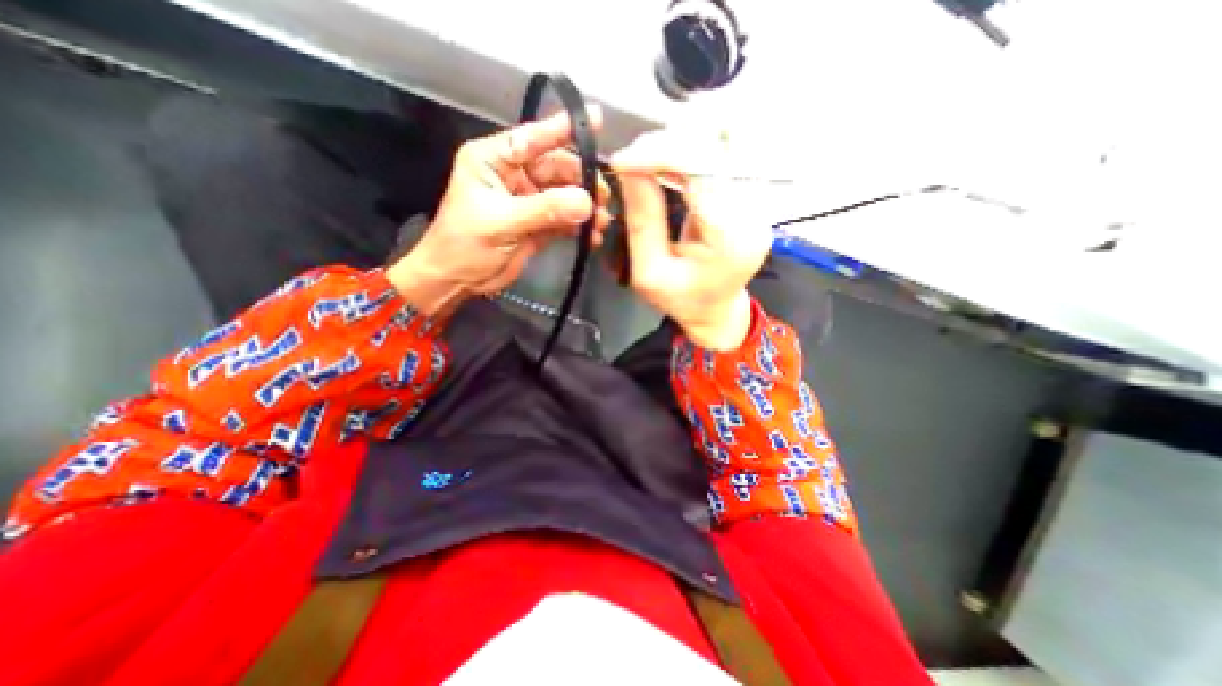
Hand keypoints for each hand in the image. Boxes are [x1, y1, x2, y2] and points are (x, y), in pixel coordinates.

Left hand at [388, 106, 603, 318]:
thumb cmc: (465, 245)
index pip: (532, 139)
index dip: (563, 129)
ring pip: (564, 195)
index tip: (597, 119)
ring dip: (584, 207)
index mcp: (494, 161)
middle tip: (603, 197)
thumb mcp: (501, 222)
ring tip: (602, 222)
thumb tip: (586, 202)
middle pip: (556, 169)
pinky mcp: (538, 225)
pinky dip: (579, 227)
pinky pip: (564, 220)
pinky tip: (593, 236)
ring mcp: (528, 201)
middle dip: (581, 181)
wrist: (457, 280)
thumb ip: (544, 210)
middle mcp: (513, 176)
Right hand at [615, 132, 767, 350]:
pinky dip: (696, 147)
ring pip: (730, 138)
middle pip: (721, 143)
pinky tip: (673, 163)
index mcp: (730, 238)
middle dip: (672, 141)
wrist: (716, 311)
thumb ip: (642, 220)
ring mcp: (760, 201)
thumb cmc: (681, 300)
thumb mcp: (649, 272)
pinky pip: (729, 151)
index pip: (702, 168)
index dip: (660, 153)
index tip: (622, 161)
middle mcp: (754, 212)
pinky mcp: (755, 194)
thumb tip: (628, 167)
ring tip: (654, 160)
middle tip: (637, 160)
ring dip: (686, 139)